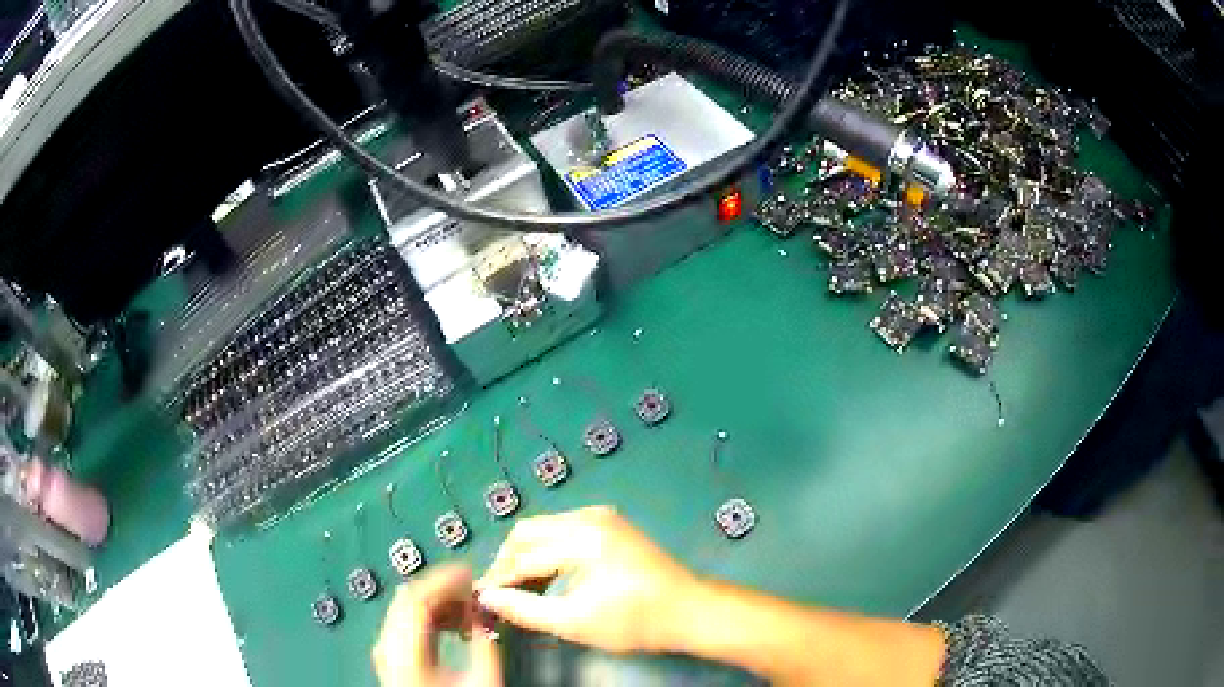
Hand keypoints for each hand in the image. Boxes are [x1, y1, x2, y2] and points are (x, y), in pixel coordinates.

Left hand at [373, 564, 501, 686]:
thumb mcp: (482, 681)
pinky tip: (452, 626)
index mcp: (405, 651)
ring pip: (405, 610)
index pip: (416, 597)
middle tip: (474, 589)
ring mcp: (386, 653)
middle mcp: (388, 646)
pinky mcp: (391, 658)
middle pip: (407, 599)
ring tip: (468, 610)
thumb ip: (487, 643)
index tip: (470, 572)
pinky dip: (429, 618)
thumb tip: (489, 610)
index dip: (444, 578)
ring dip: (437, 603)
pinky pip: (405, 625)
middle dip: (443, 589)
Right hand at [476, 506, 700, 653]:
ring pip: (544, 529)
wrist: (689, 610)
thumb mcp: (575, 622)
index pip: (523, 556)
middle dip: (508, 562)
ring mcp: (602, 517)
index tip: (481, 599)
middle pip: (528, 532)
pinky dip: (548, 550)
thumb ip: (525, 609)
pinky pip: (563, 530)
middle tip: (500, 593)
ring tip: (521, 589)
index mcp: (582, 538)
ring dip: (526, 555)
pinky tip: (547, 576)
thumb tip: (488, 597)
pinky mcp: (610, 524)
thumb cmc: (635, 621)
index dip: (498, 579)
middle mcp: (589, 517)